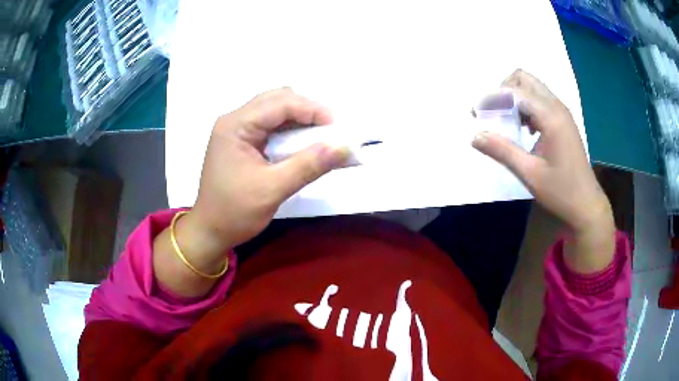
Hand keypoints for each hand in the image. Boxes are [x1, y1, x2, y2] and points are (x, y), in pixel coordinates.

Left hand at [153, 88, 349, 297]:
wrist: (210, 231)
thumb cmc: (235, 212)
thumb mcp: (273, 189)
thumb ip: (309, 165)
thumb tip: (344, 147)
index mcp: (235, 125)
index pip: (280, 103)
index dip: (312, 110)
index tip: (338, 127)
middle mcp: (234, 120)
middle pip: (277, 99)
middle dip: (307, 110)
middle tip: (330, 130)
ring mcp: (236, 129)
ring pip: (274, 110)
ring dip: (299, 118)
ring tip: (320, 136)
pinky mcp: (241, 140)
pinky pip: (270, 125)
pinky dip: (290, 129)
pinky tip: (302, 142)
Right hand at [472, 69, 614, 272]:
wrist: (586, 204)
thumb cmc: (561, 191)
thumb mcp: (530, 173)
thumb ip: (502, 151)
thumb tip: (475, 136)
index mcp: (551, 117)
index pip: (515, 92)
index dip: (492, 98)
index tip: (475, 114)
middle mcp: (557, 107)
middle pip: (524, 78)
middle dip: (503, 90)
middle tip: (493, 112)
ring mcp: (561, 112)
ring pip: (532, 87)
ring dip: (515, 97)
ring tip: (506, 121)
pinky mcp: (563, 121)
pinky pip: (540, 100)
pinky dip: (526, 106)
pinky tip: (524, 129)